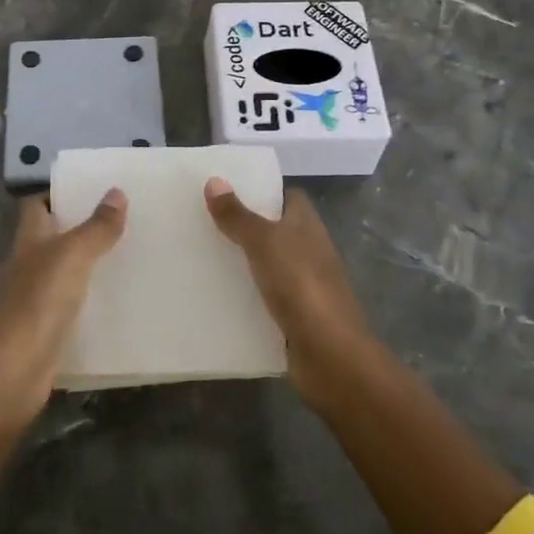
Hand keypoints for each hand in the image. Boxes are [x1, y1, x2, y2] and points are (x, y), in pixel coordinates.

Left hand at [0, 189, 126, 416]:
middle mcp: (29, 264)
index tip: (92, 186)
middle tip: (124, 217)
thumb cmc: (38, 302)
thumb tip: (117, 192)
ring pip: (66, 270)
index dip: (58, 192)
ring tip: (131, 251)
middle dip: (82, 226)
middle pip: (53, 236)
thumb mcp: (72, 256)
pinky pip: (73, 304)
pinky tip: (120, 298)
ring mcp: (36, 298)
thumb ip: (96, 227)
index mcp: (29, 239)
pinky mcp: (47, 329)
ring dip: (91, 262)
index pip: (37, 204)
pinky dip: (92, 299)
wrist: (14, 373)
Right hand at [204, 179, 374, 399]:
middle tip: (206, 221)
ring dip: (245, 262)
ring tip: (204, 254)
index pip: (288, 197)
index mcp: (308, 224)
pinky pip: (267, 296)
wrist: (329, 352)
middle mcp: (310, 249)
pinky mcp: (297, 315)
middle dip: (246, 226)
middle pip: (276, 230)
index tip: (229, 190)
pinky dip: (248, 295)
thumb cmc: (300, 284)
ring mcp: (305, 284)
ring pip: (270, 264)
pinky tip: (219, 294)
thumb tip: (214, 180)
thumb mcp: (263, 242)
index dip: (263, 192)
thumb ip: (237, 215)